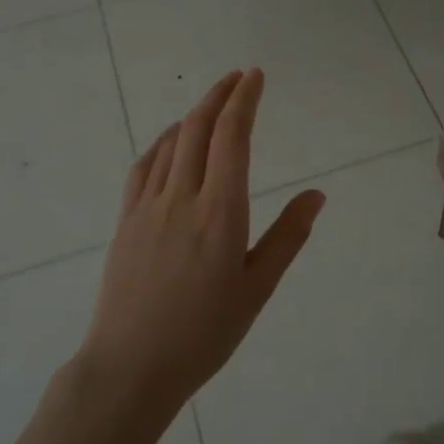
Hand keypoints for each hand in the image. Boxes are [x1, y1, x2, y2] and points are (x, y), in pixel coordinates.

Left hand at [77, 69, 323, 422]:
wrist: (131, 367)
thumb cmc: (205, 332)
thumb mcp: (257, 287)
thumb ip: (288, 236)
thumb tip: (317, 194)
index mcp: (221, 211)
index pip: (232, 136)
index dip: (244, 99)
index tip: (255, 76)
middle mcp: (183, 197)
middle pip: (199, 127)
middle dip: (220, 95)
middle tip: (238, 77)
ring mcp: (149, 206)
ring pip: (171, 142)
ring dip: (193, 114)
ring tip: (212, 104)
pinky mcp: (126, 220)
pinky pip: (144, 166)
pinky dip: (162, 142)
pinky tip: (170, 141)